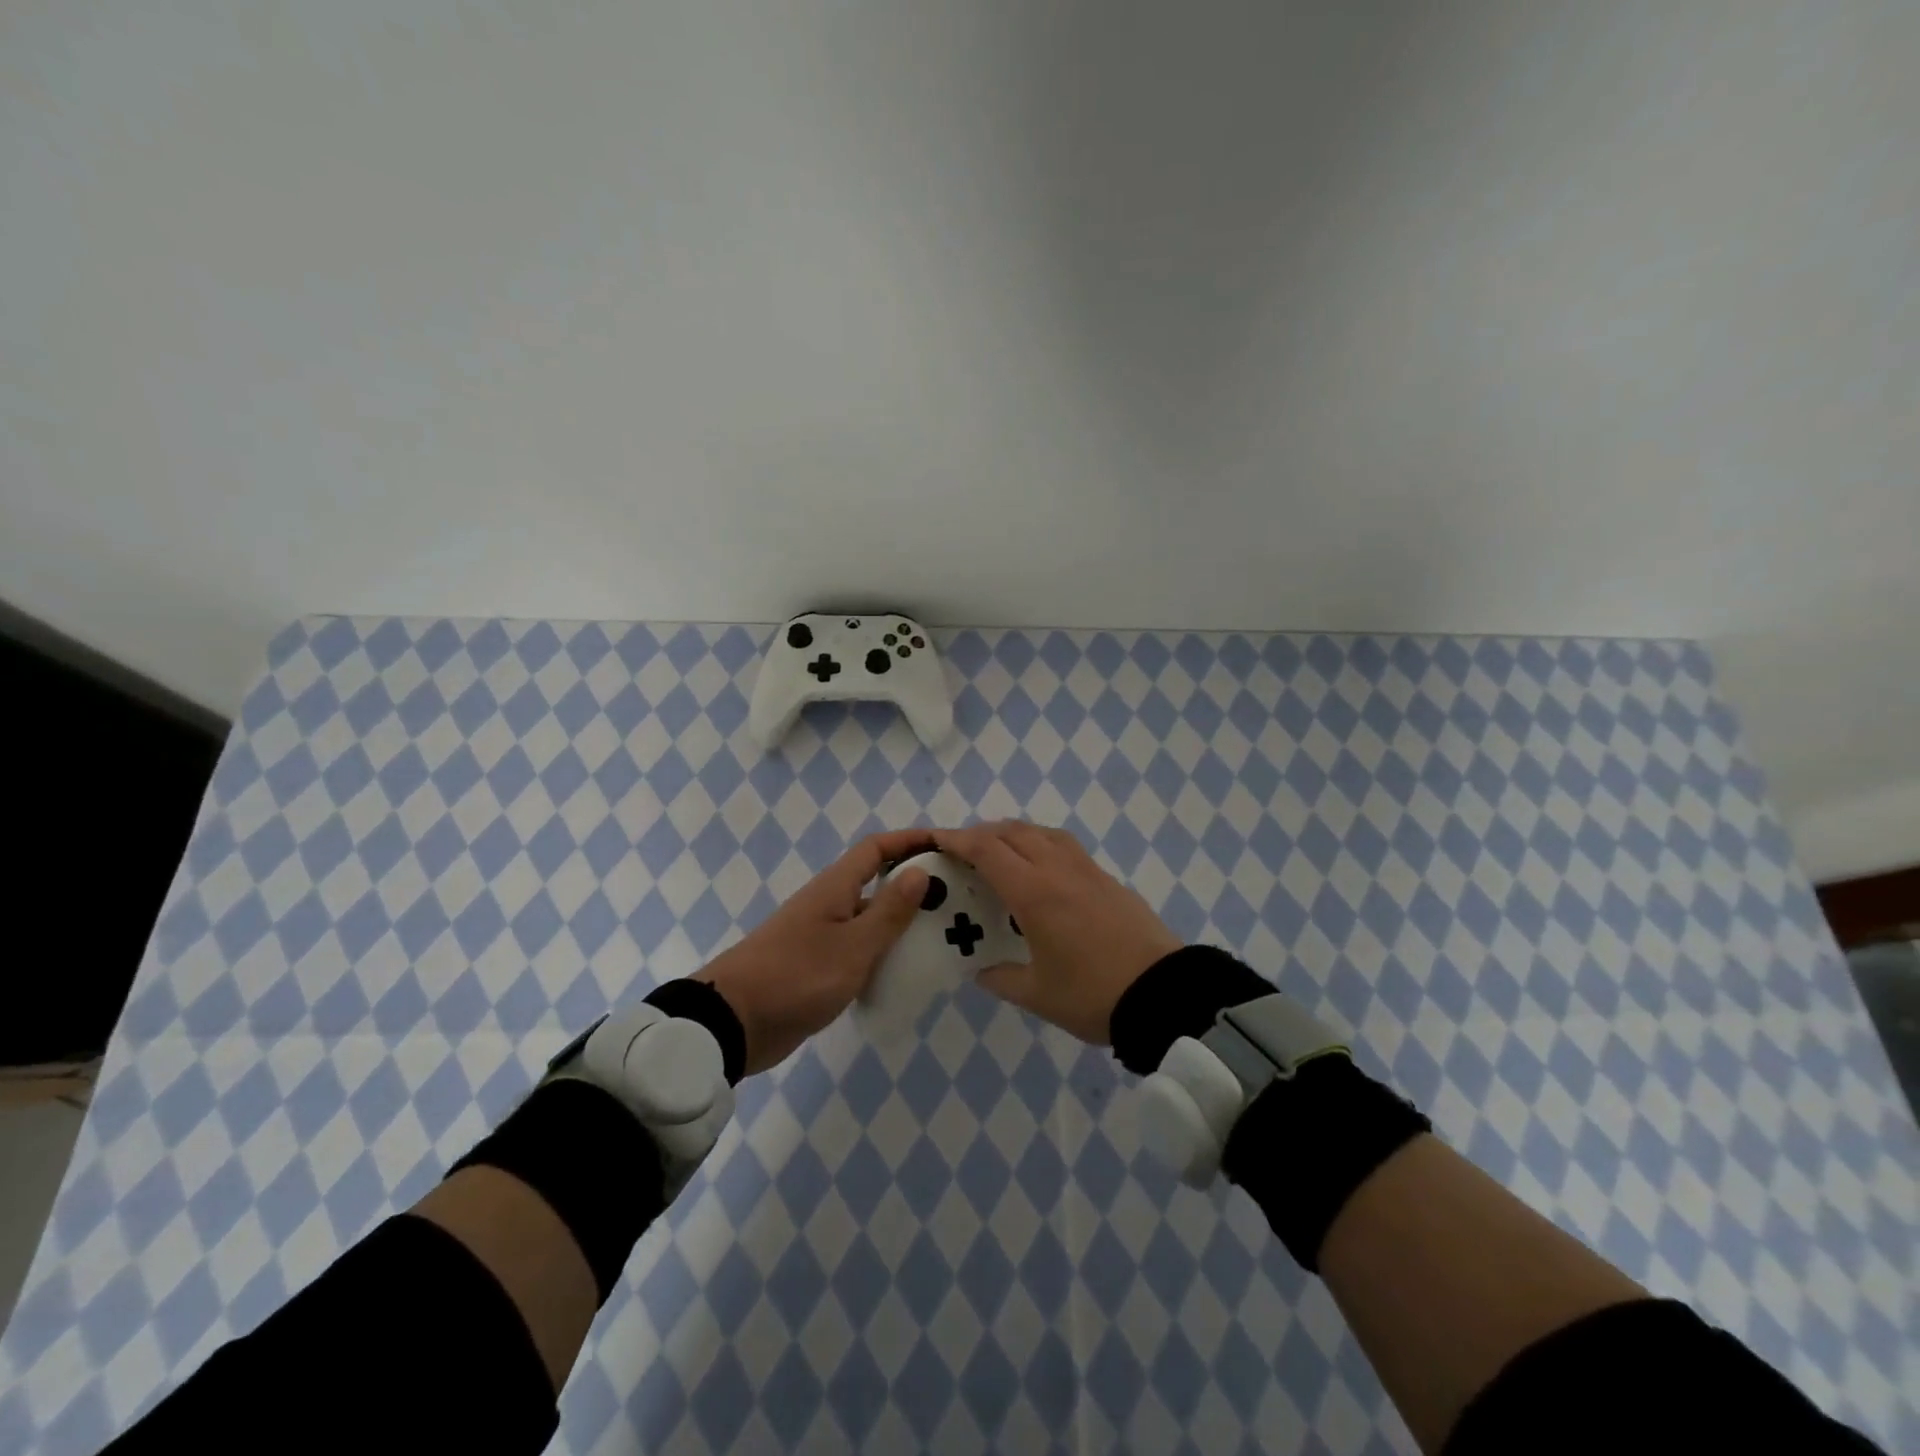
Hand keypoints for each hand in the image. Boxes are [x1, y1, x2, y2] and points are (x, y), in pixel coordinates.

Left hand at [695, 829, 933, 1074]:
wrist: (734, 1022)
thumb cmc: (797, 976)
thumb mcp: (853, 946)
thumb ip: (889, 911)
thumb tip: (920, 872)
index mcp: (835, 888)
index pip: (876, 848)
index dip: (910, 841)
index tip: (946, 847)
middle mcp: (829, 904)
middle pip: (876, 882)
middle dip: (914, 885)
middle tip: (956, 899)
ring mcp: (822, 936)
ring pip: (870, 919)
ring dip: (901, 923)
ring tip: (943, 937)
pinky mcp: (817, 967)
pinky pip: (859, 949)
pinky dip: (883, 953)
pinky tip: (907, 973)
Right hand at [933, 821, 1181, 1044]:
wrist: (1163, 994)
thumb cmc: (1092, 995)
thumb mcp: (1038, 995)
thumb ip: (1001, 979)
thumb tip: (980, 971)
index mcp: (1034, 892)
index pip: (987, 850)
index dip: (957, 840)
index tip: (935, 839)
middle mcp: (1058, 869)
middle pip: (1012, 832)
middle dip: (981, 834)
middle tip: (961, 852)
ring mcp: (1086, 870)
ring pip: (1041, 832)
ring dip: (1013, 834)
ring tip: (998, 853)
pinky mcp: (1107, 878)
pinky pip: (1064, 845)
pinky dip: (1040, 843)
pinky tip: (1040, 867)